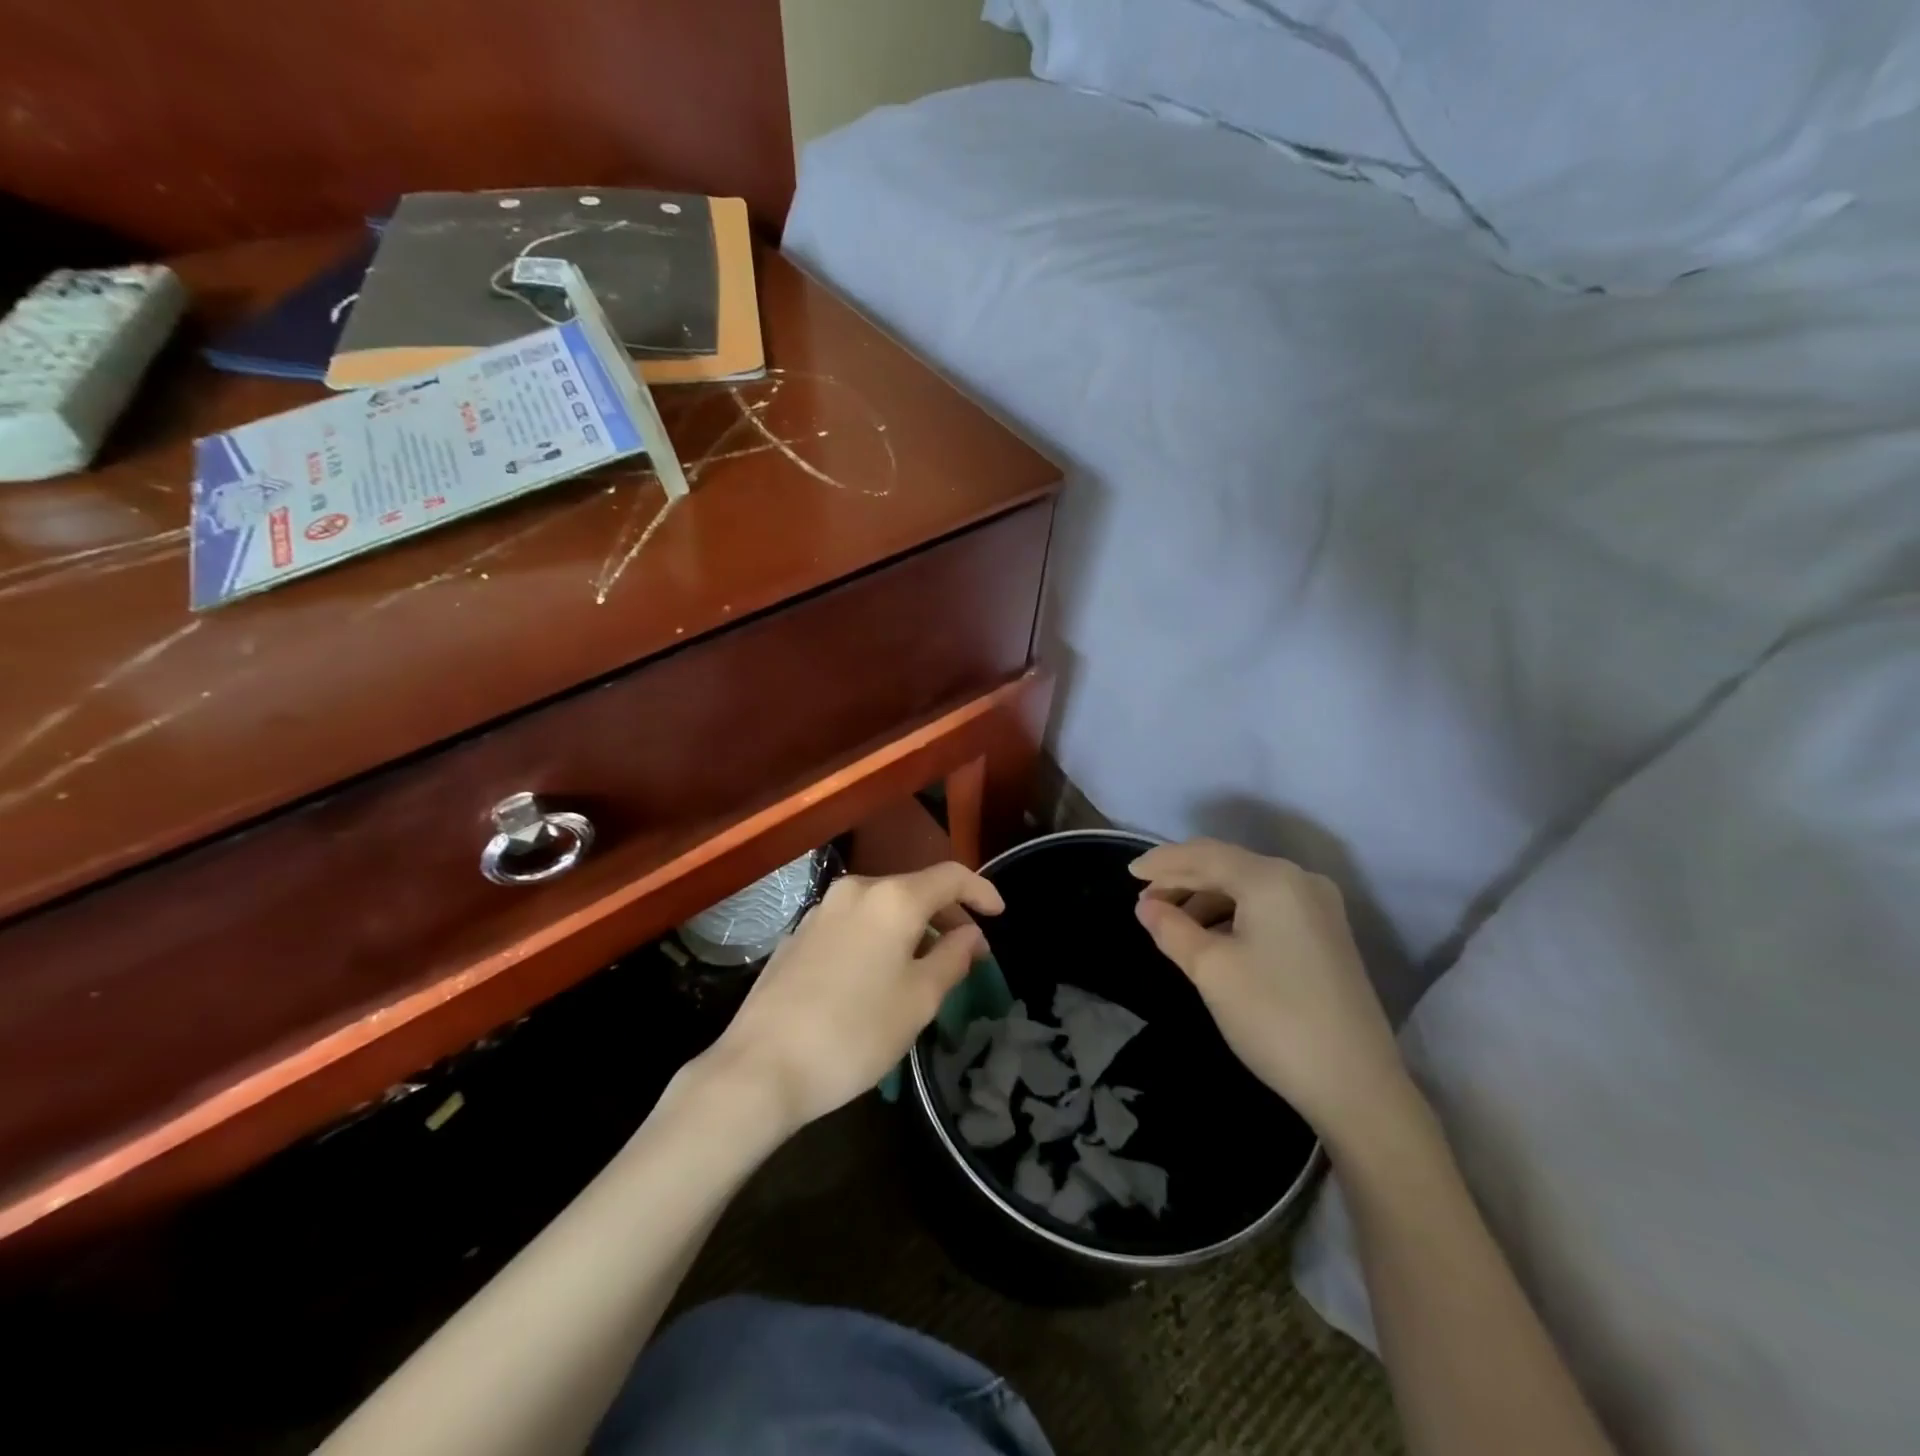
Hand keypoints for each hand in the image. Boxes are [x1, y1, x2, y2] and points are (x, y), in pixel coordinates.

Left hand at [706, 863, 1003, 1135]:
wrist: (760, 1067)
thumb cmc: (854, 1033)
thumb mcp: (919, 1000)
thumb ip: (952, 957)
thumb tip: (971, 933)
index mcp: (892, 898)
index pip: (950, 876)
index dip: (980, 890)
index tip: (999, 913)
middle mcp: (857, 890)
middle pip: (914, 888)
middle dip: (946, 913)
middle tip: (967, 950)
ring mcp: (822, 910)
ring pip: (882, 906)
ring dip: (912, 926)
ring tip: (926, 965)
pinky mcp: (798, 934)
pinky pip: (854, 922)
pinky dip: (879, 935)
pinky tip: (878, 974)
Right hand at [1130, 839, 1410, 1144]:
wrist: (1356, 1085)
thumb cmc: (1273, 1017)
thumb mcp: (1210, 969)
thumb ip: (1171, 928)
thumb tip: (1146, 906)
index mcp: (1271, 879)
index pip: (1204, 855)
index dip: (1162, 863)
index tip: (1128, 874)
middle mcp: (1299, 880)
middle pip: (1227, 865)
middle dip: (1182, 879)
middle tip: (1144, 901)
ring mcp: (1318, 907)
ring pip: (1246, 886)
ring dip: (1205, 898)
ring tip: (1171, 923)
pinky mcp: (1325, 934)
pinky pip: (1266, 906)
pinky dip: (1232, 913)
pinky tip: (1210, 936)